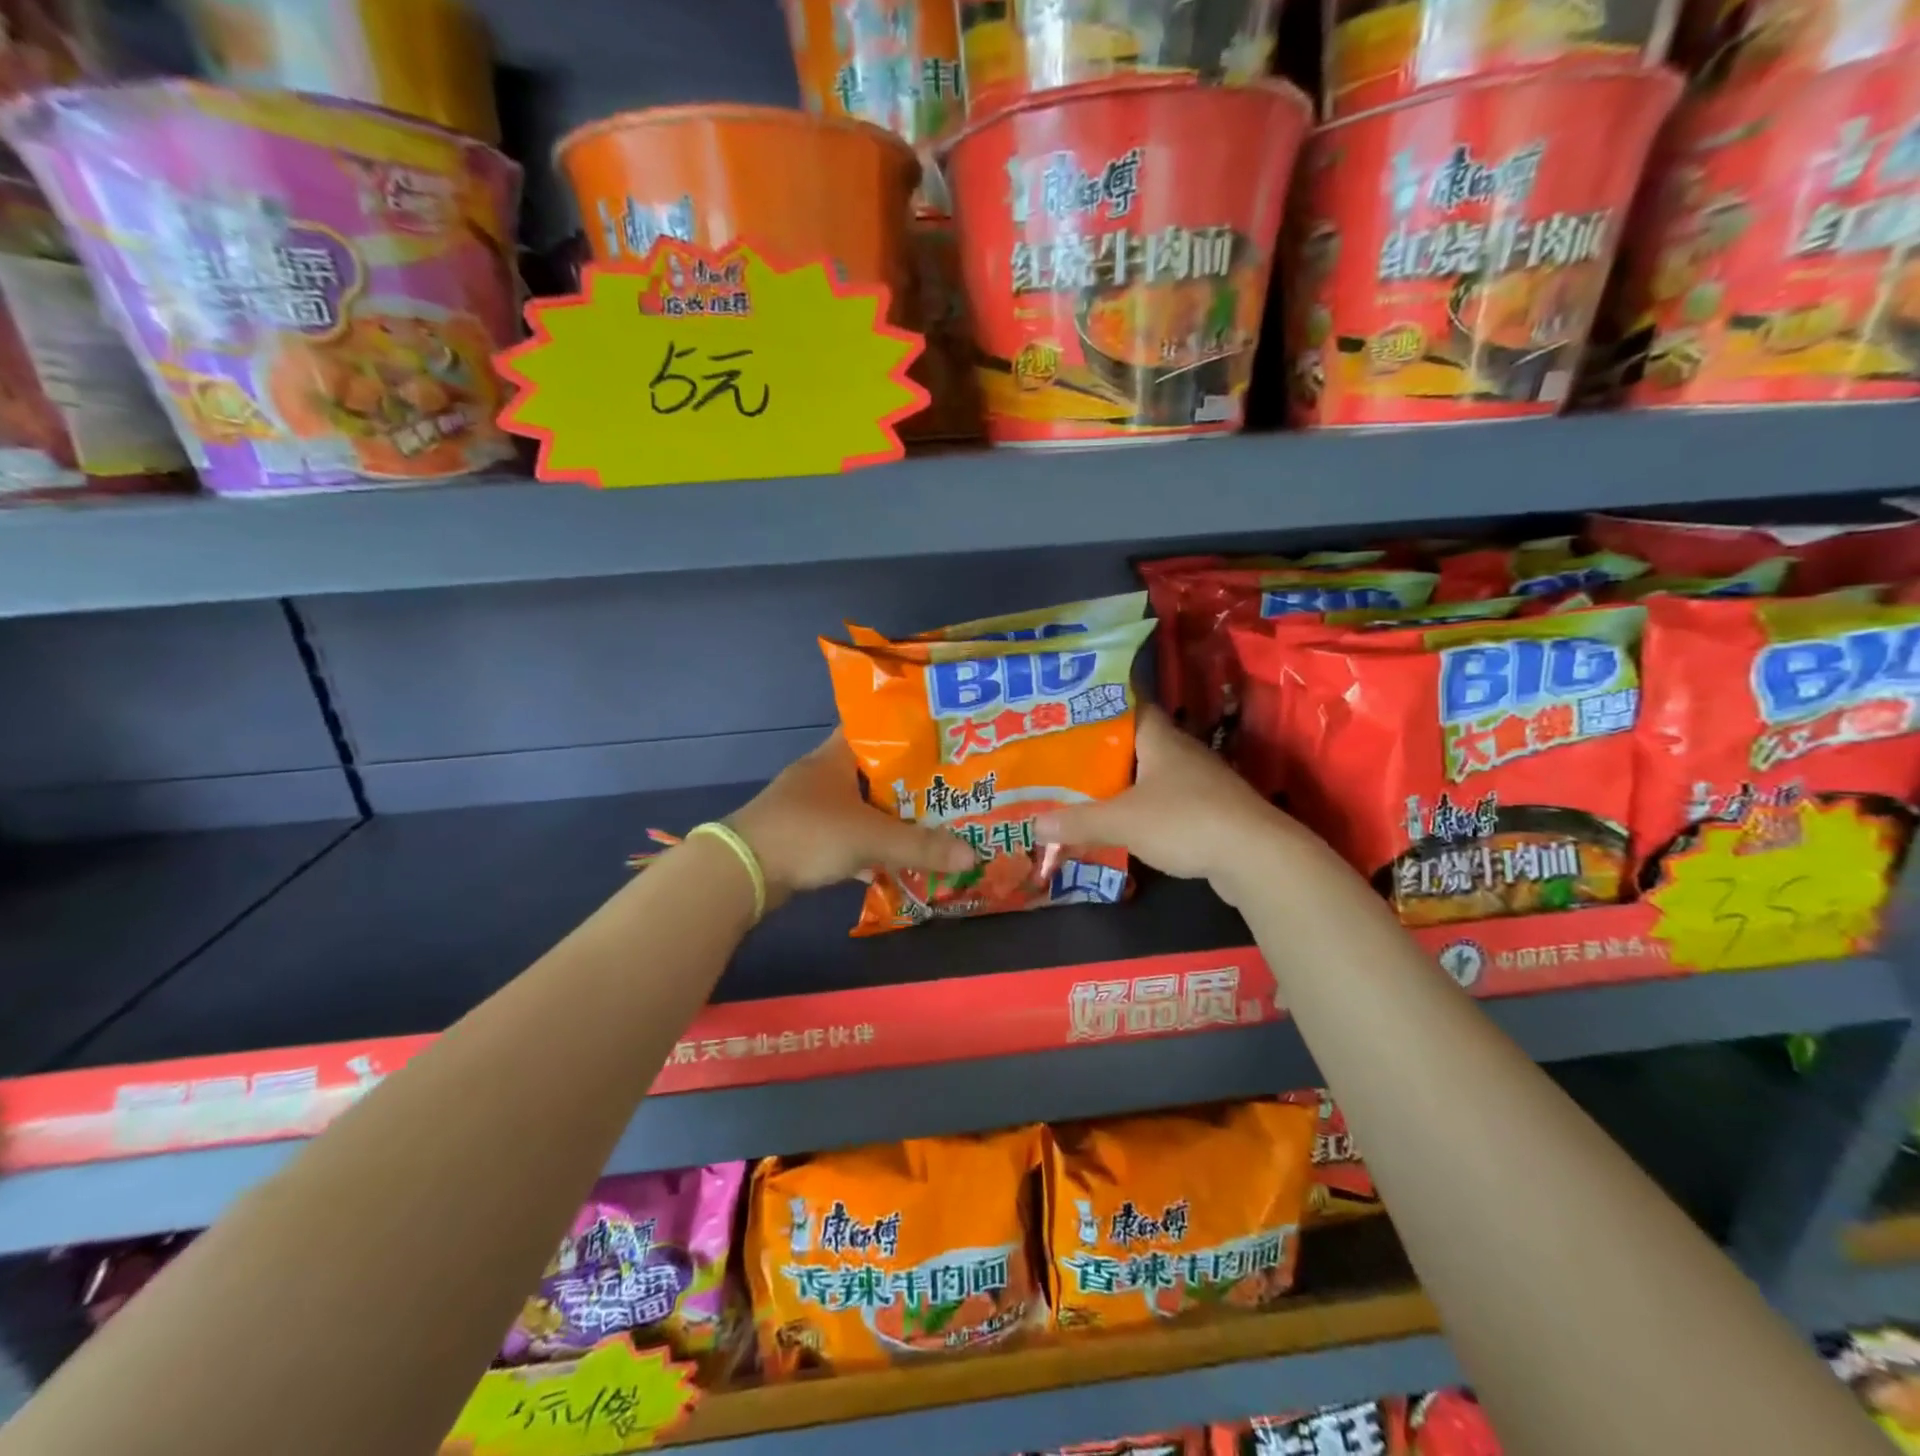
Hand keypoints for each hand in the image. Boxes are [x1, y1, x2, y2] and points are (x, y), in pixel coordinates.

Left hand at [729, 731, 973, 906]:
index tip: (940, 740)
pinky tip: (893, 864)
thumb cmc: (809, 834)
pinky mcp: (802, 838)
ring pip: (860, 807)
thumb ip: (922, 846)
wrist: (742, 872)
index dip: (906, 731)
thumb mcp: (872, 837)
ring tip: (929, 825)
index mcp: (836, 757)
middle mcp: (822, 776)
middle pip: (873, 772)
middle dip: (907, 783)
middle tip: (948, 789)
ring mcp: (810, 808)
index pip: (874, 729)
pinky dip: (868, 850)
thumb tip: (974, 853)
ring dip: (888, 819)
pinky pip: (845, 838)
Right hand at [1033, 705, 1297, 901]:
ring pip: (1151, 774)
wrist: (1257, 857)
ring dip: (1123, 782)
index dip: (1098, 705)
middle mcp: (1181, 752)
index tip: (1067, 712)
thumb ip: (1078, 822)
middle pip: (1135, 742)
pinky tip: (1124, 823)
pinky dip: (1144, 808)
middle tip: (1063, 757)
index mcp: (1160, 738)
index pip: (1127, 705)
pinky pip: (1167, 801)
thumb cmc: (1185, 821)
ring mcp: (1201, 781)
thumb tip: (1033, 824)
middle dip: (1101, 750)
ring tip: (1085, 790)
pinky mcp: (1211, 810)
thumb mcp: (1122, 821)